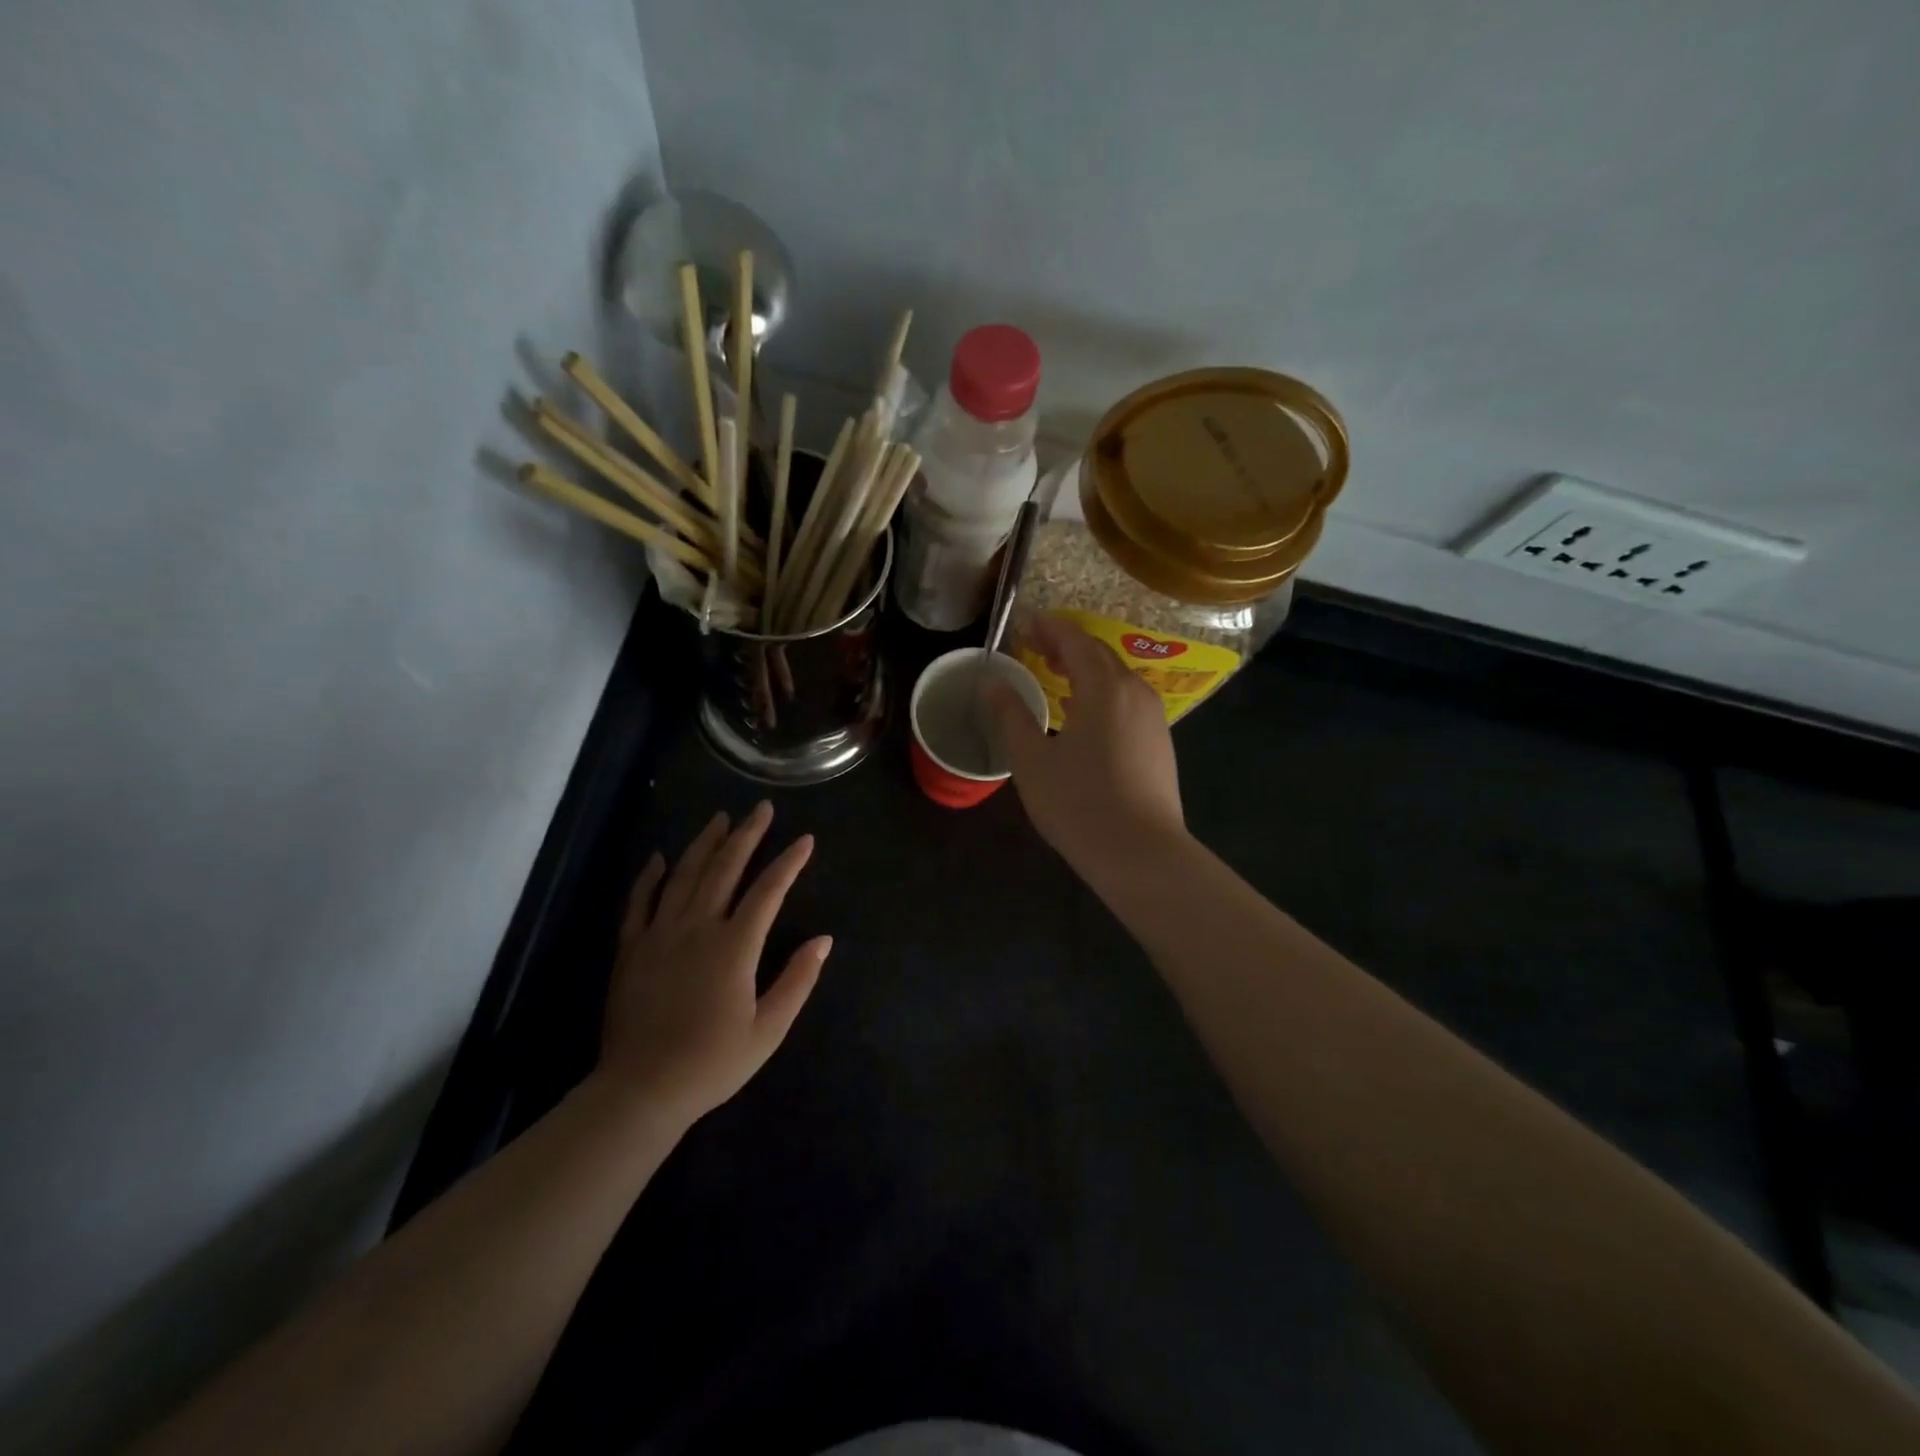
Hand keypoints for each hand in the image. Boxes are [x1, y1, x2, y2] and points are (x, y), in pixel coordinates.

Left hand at [598, 802, 830, 1124]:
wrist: (641, 1091)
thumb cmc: (712, 1063)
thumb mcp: (768, 1030)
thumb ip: (797, 980)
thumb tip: (823, 940)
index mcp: (734, 947)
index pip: (768, 891)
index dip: (789, 862)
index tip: (806, 840)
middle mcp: (697, 928)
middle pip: (724, 869)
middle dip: (747, 835)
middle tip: (762, 808)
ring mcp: (659, 934)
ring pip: (684, 875)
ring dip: (705, 843)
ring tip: (721, 818)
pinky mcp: (631, 949)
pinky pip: (640, 902)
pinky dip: (651, 876)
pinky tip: (661, 857)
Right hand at [988, 617, 1186, 873]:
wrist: (1141, 853)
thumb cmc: (1079, 803)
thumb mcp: (1032, 760)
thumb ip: (1011, 715)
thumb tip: (993, 683)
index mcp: (1104, 688)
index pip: (1076, 641)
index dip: (1049, 629)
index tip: (1025, 626)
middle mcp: (1135, 692)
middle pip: (1099, 654)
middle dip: (1067, 645)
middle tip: (1036, 647)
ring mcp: (1153, 718)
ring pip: (1117, 678)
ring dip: (1086, 669)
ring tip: (1056, 676)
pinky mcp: (1160, 742)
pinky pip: (1127, 700)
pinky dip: (1101, 692)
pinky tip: (1084, 714)